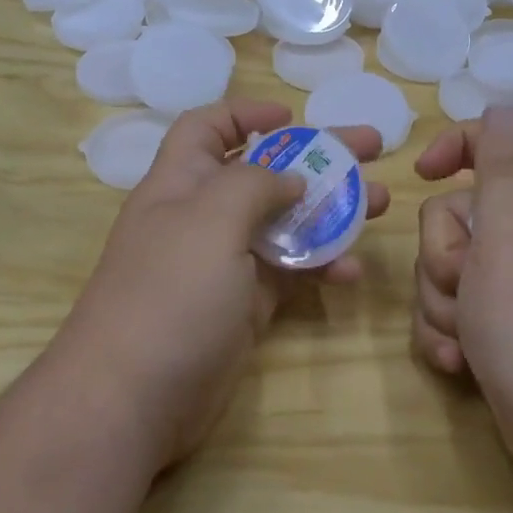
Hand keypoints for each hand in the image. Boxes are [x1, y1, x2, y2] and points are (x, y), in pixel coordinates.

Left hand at [62, 100, 388, 471]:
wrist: (133, 398)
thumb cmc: (170, 292)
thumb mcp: (210, 219)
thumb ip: (254, 185)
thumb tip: (291, 178)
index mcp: (181, 181)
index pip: (208, 127)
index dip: (246, 113)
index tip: (294, 116)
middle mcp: (202, 215)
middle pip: (263, 171)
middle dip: (315, 156)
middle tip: (370, 148)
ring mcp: (225, 262)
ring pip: (284, 222)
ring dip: (331, 210)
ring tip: (380, 203)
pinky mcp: (245, 305)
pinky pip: (290, 272)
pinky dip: (320, 265)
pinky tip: (352, 271)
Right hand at [412, 107, 512, 486]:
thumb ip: (507, 167)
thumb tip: (507, 105)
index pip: (500, 141)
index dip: (457, 148)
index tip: (425, 174)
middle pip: (458, 213)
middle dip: (443, 253)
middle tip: (464, 286)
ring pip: (449, 267)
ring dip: (442, 302)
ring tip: (466, 339)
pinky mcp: (509, 329)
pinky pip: (456, 311)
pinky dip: (448, 334)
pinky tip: (458, 364)